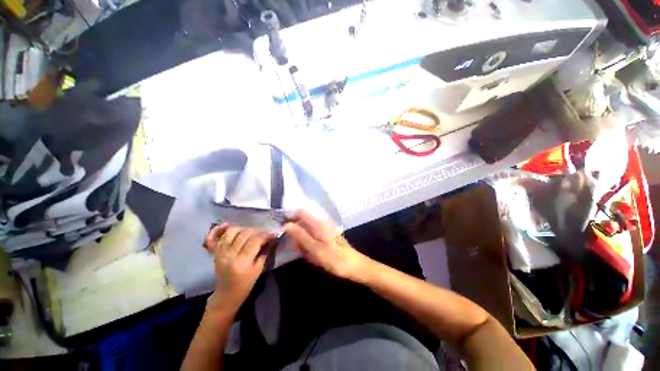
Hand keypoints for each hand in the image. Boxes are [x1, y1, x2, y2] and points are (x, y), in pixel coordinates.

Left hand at [203, 225, 271, 312]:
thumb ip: (265, 252)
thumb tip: (272, 238)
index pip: (255, 240)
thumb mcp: (259, 270)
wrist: (227, 295)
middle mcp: (229, 255)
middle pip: (244, 234)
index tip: (273, 233)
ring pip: (231, 232)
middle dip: (257, 231)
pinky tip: (227, 225)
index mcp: (241, 262)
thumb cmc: (245, 285)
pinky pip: (213, 238)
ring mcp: (220, 253)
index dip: (266, 234)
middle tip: (264, 233)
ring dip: (243, 228)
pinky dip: (219, 230)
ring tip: (251, 232)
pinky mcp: (215, 252)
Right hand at [284, 210, 370, 281]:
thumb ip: (300, 236)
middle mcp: (321, 223)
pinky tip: (313, 256)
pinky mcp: (326, 236)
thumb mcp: (315, 249)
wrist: (354, 266)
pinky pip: (312, 239)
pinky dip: (309, 247)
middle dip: (297, 236)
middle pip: (302, 223)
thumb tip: (286, 225)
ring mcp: (324, 230)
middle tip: (300, 250)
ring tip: (308, 255)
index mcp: (319, 223)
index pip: (300, 212)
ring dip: (303, 243)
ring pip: (306, 232)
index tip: (283, 231)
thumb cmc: (335, 259)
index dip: (290, 219)